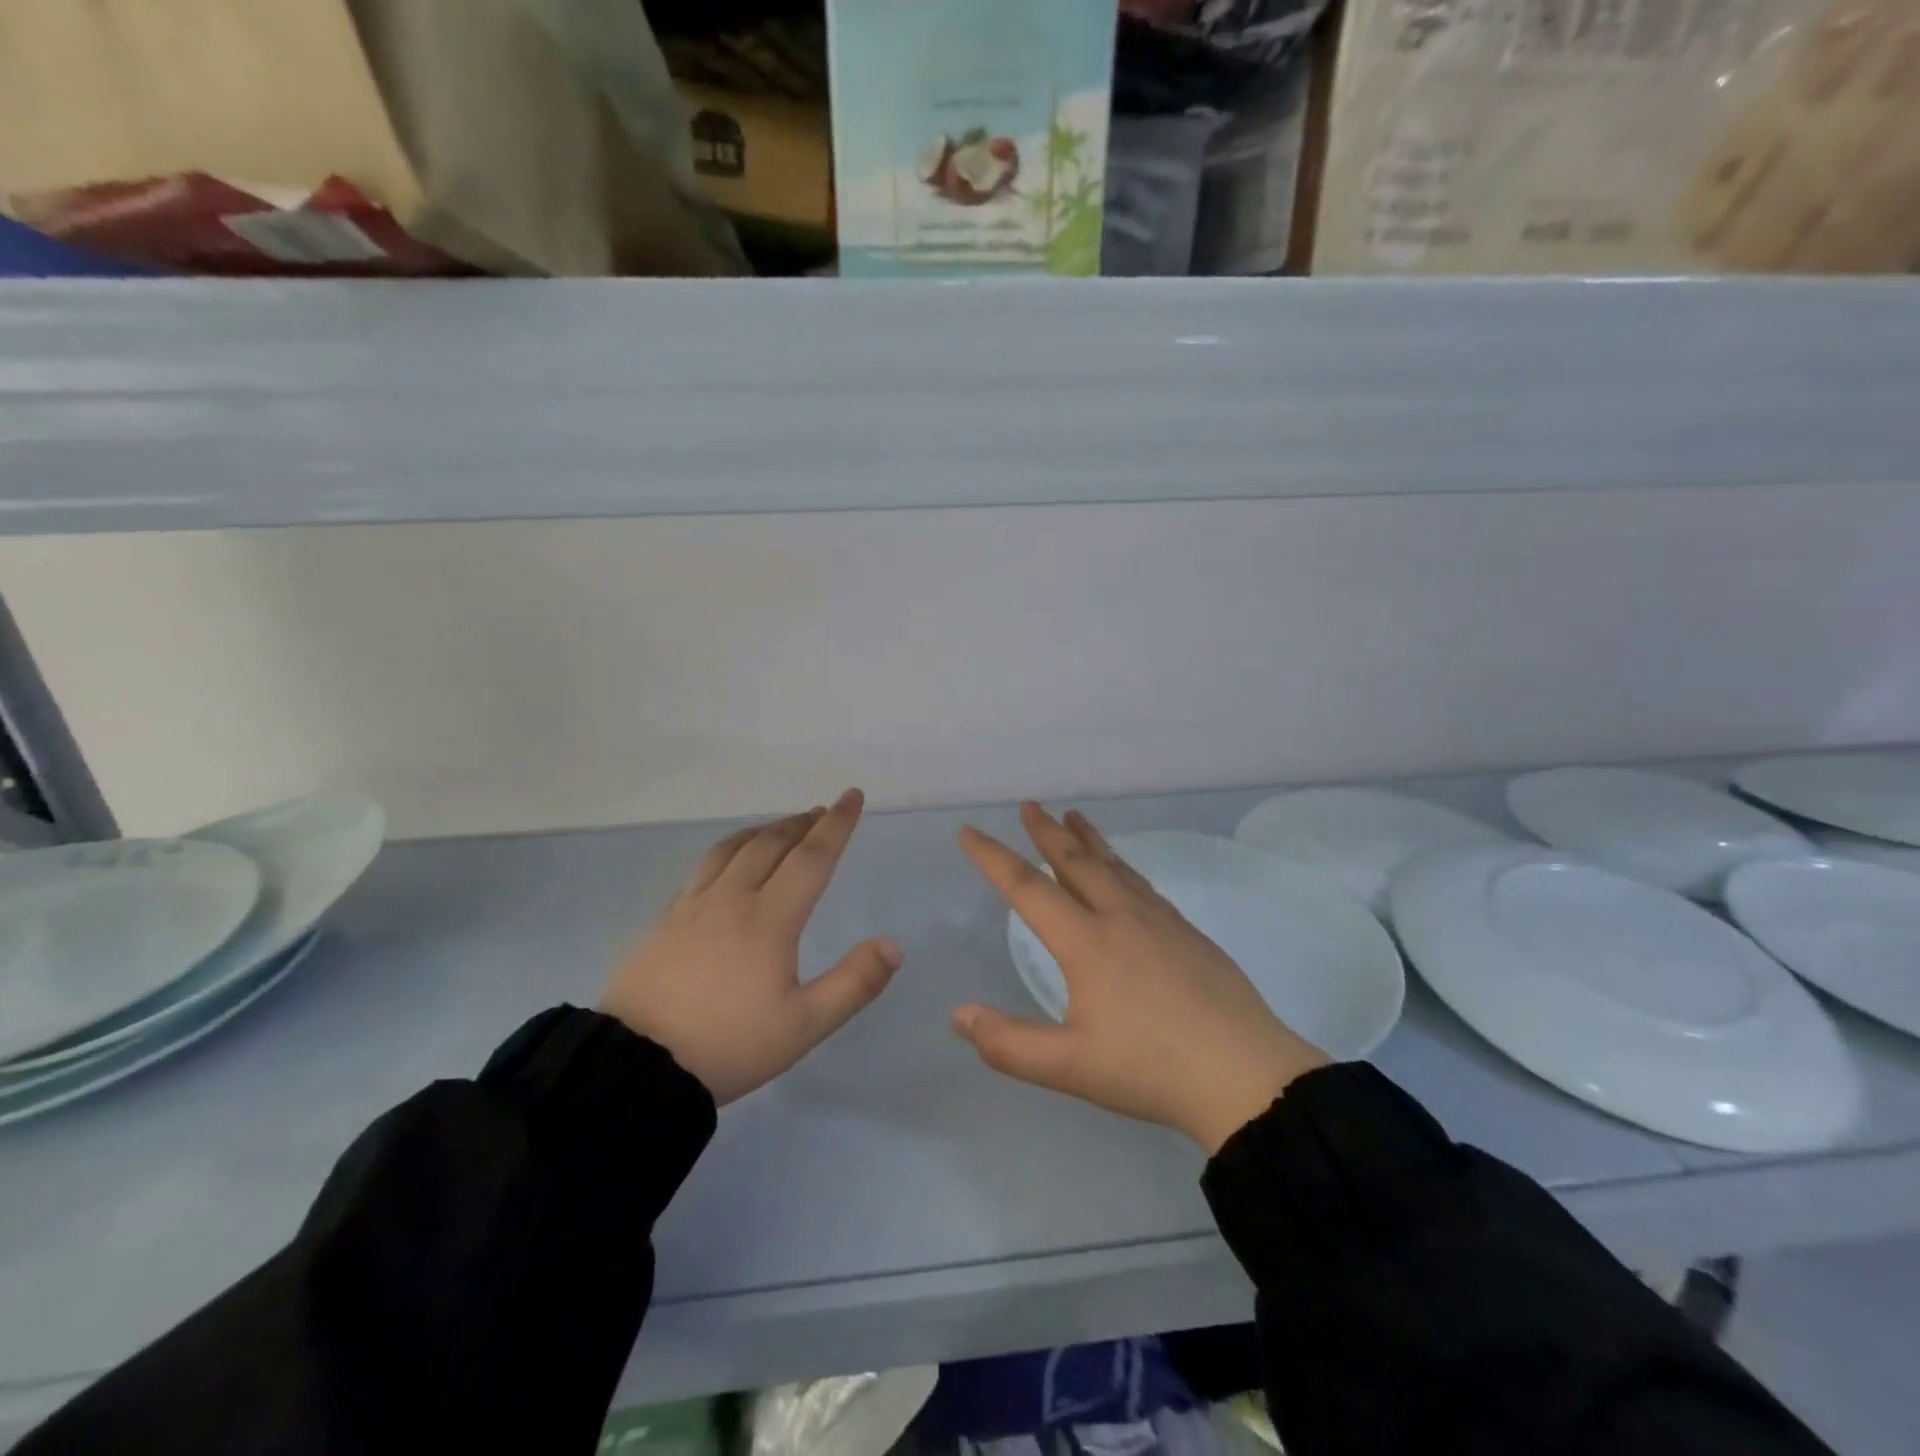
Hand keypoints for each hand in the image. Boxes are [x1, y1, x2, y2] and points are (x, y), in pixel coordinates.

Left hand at [601, 789, 902, 1104]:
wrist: (636, 1066)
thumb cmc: (728, 1045)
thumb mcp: (803, 1026)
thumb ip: (853, 984)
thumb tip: (894, 945)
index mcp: (769, 919)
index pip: (811, 858)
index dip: (836, 825)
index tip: (852, 796)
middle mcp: (731, 899)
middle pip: (771, 844)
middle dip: (802, 823)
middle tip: (822, 812)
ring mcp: (692, 906)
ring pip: (733, 849)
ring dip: (764, 830)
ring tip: (782, 827)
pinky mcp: (665, 921)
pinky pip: (704, 866)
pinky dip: (729, 849)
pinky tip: (727, 861)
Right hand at [953, 803, 1329, 1151]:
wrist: (1245, 1074)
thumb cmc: (1151, 1068)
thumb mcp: (1070, 1066)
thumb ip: (1008, 1043)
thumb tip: (958, 1015)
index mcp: (1088, 942)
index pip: (1028, 888)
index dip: (993, 858)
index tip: (969, 832)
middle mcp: (1121, 917)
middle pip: (1076, 861)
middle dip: (1047, 831)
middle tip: (1029, 805)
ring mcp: (1160, 921)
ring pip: (1115, 866)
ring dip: (1088, 840)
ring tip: (1074, 817)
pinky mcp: (1188, 932)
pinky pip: (1142, 884)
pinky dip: (1121, 865)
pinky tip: (1124, 874)